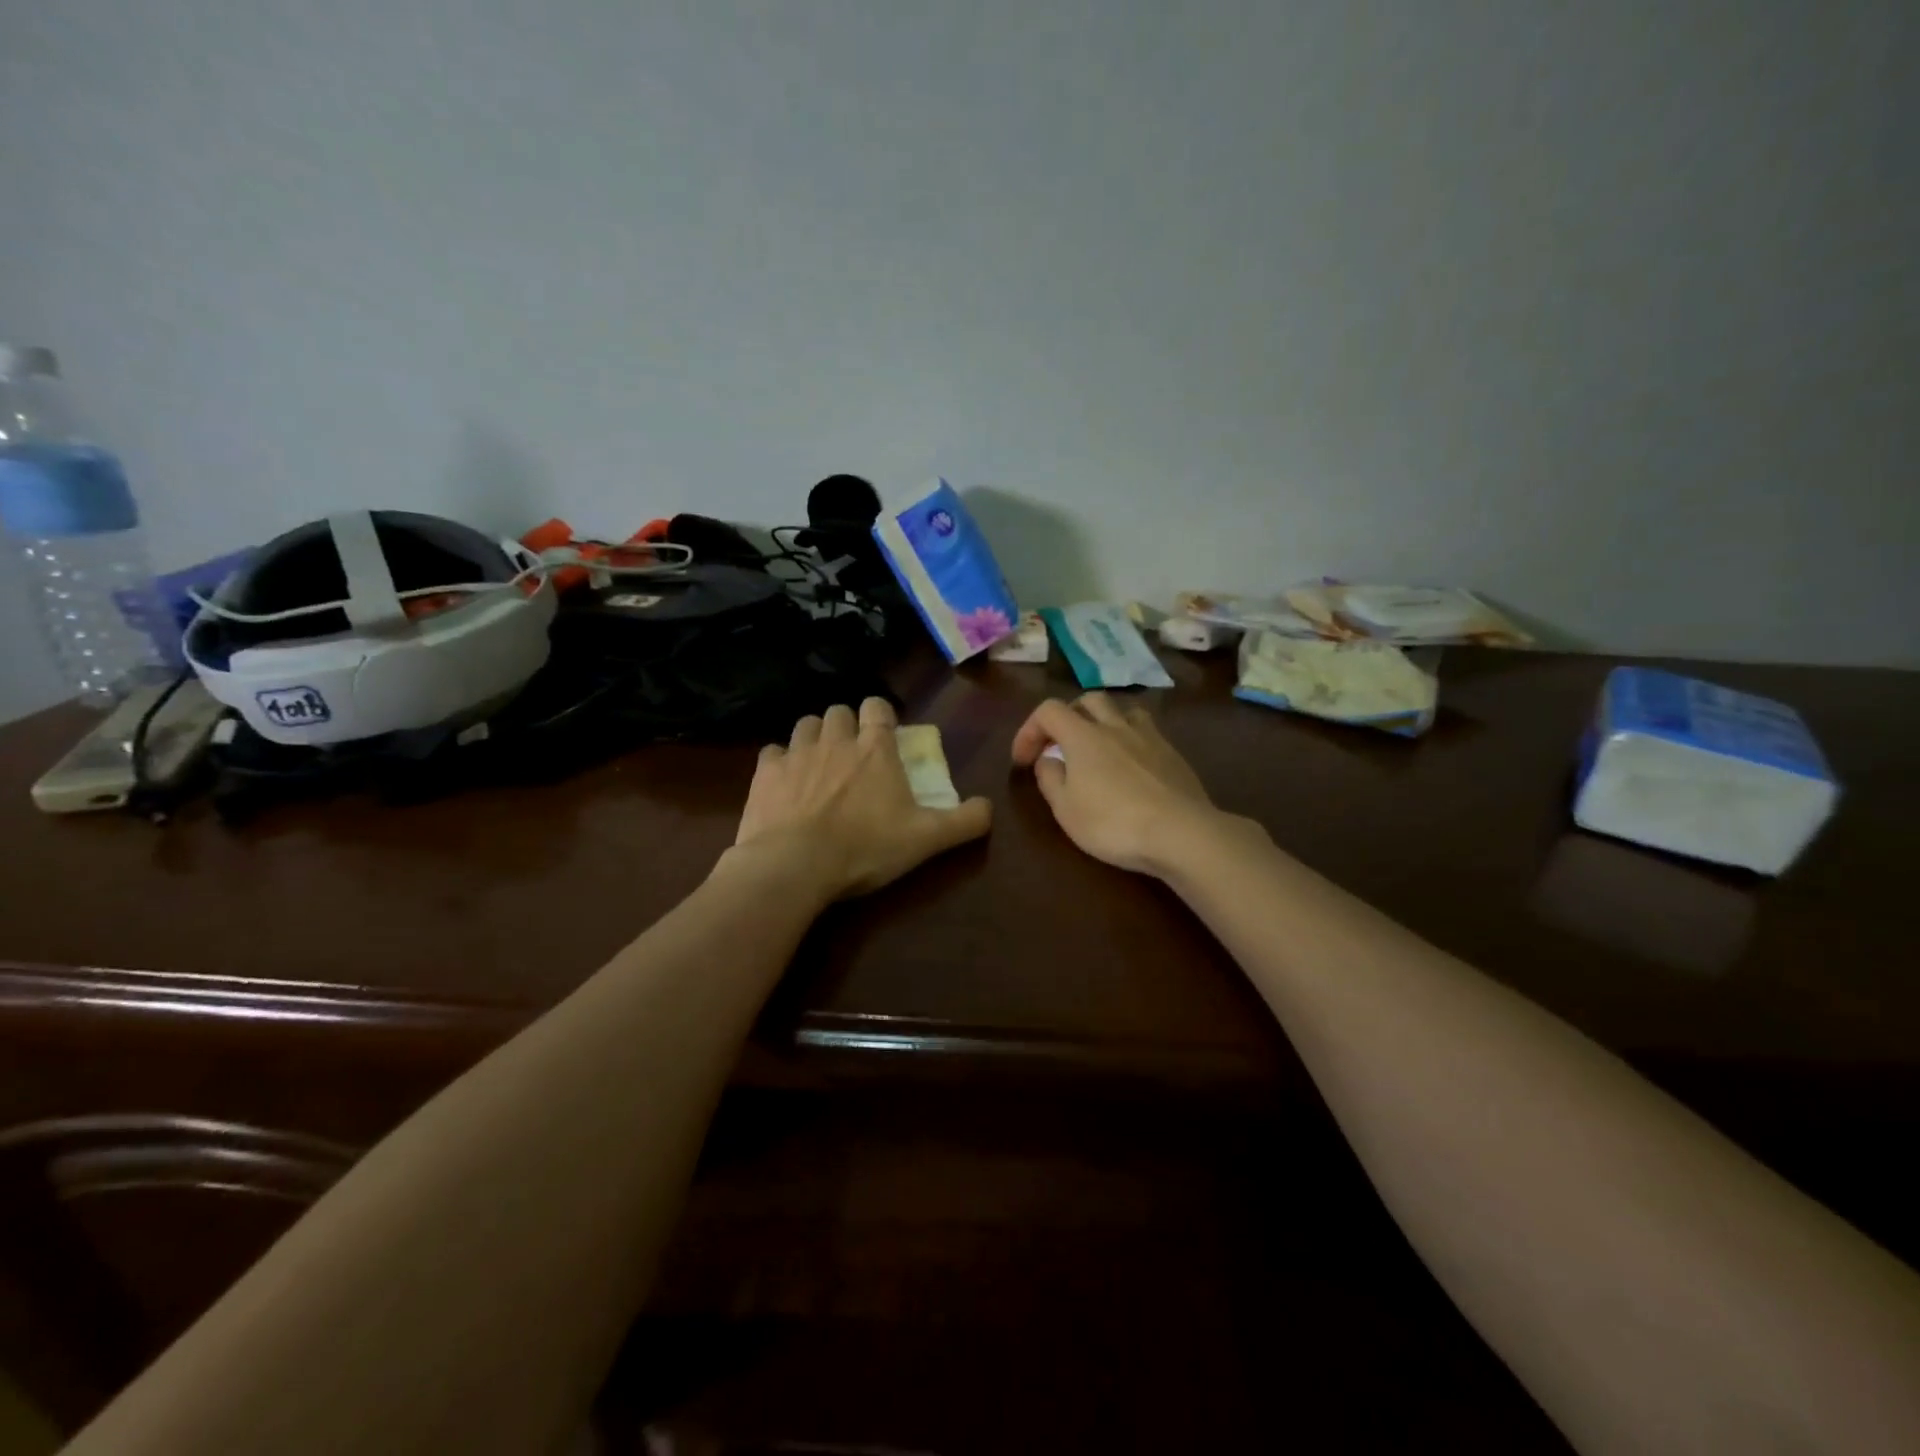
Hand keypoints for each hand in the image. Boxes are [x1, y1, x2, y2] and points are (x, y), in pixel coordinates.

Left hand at [731, 698, 992, 900]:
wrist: (795, 865)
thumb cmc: (866, 848)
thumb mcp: (926, 840)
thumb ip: (964, 822)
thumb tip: (989, 807)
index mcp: (876, 749)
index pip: (878, 708)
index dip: (881, 714)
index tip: (884, 731)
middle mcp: (836, 740)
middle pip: (839, 712)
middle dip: (846, 724)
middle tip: (851, 751)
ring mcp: (797, 753)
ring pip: (805, 724)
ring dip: (814, 737)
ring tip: (818, 761)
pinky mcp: (765, 773)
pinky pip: (772, 752)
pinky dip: (780, 761)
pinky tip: (784, 780)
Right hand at [1011, 693, 1222, 875]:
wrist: (1180, 832)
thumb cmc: (1113, 823)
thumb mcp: (1065, 809)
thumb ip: (1050, 778)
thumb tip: (1047, 760)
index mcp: (1083, 736)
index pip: (1048, 710)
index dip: (1030, 729)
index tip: (1023, 760)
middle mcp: (1116, 726)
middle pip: (1089, 700)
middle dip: (1069, 717)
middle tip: (1062, 746)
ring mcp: (1150, 737)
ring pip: (1123, 711)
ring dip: (1105, 723)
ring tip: (1101, 749)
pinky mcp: (1174, 754)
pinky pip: (1147, 733)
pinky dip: (1132, 741)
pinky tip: (1133, 768)